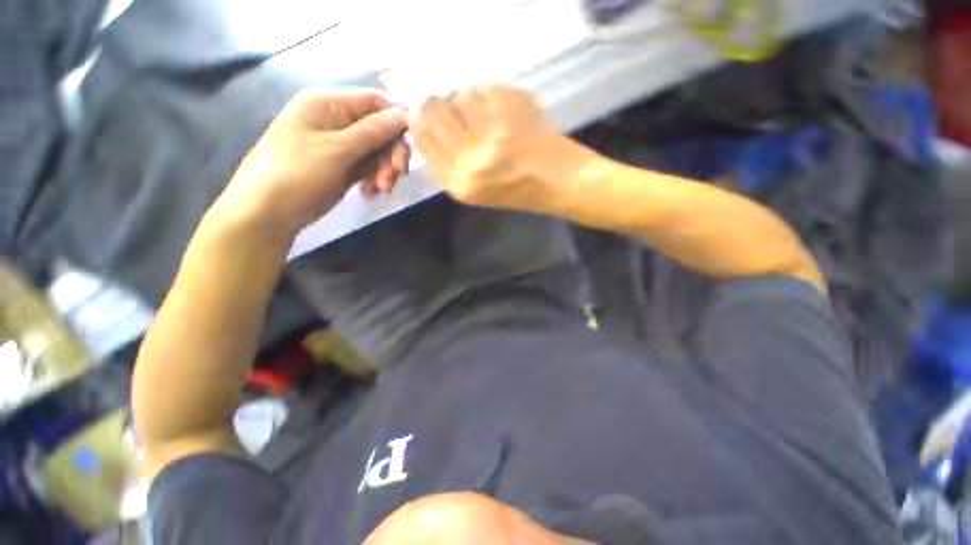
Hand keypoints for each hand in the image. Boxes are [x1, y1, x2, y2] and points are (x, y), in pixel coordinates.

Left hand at [216, 89, 410, 233]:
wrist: (268, 212)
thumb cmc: (297, 174)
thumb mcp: (337, 150)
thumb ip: (373, 132)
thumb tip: (405, 115)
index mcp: (328, 104)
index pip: (375, 101)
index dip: (397, 119)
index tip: (415, 143)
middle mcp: (337, 120)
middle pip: (380, 129)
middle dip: (392, 153)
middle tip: (397, 176)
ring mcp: (341, 146)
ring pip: (379, 152)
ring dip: (385, 171)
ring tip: (380, 190)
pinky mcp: (344, 167)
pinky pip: (370, 168)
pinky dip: (375, 180)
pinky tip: (370, 194)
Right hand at [412, 85, 595, 211]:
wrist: (561, 182)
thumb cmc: (518, 191)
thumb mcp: (476, 192)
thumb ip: (448, 165)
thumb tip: (423, 125)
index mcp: (460, 184)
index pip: (423, 138)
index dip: (421, 120)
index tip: (423, 113)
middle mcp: (472, 161)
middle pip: (434, 111)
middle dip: (438, 104)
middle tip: (449, 105)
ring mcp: (494, 133)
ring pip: (460, 95)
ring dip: (467, 100)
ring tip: (485, 114)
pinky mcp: (514, 109)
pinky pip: (486, 88)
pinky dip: (489, 95)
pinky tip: (502, 109)